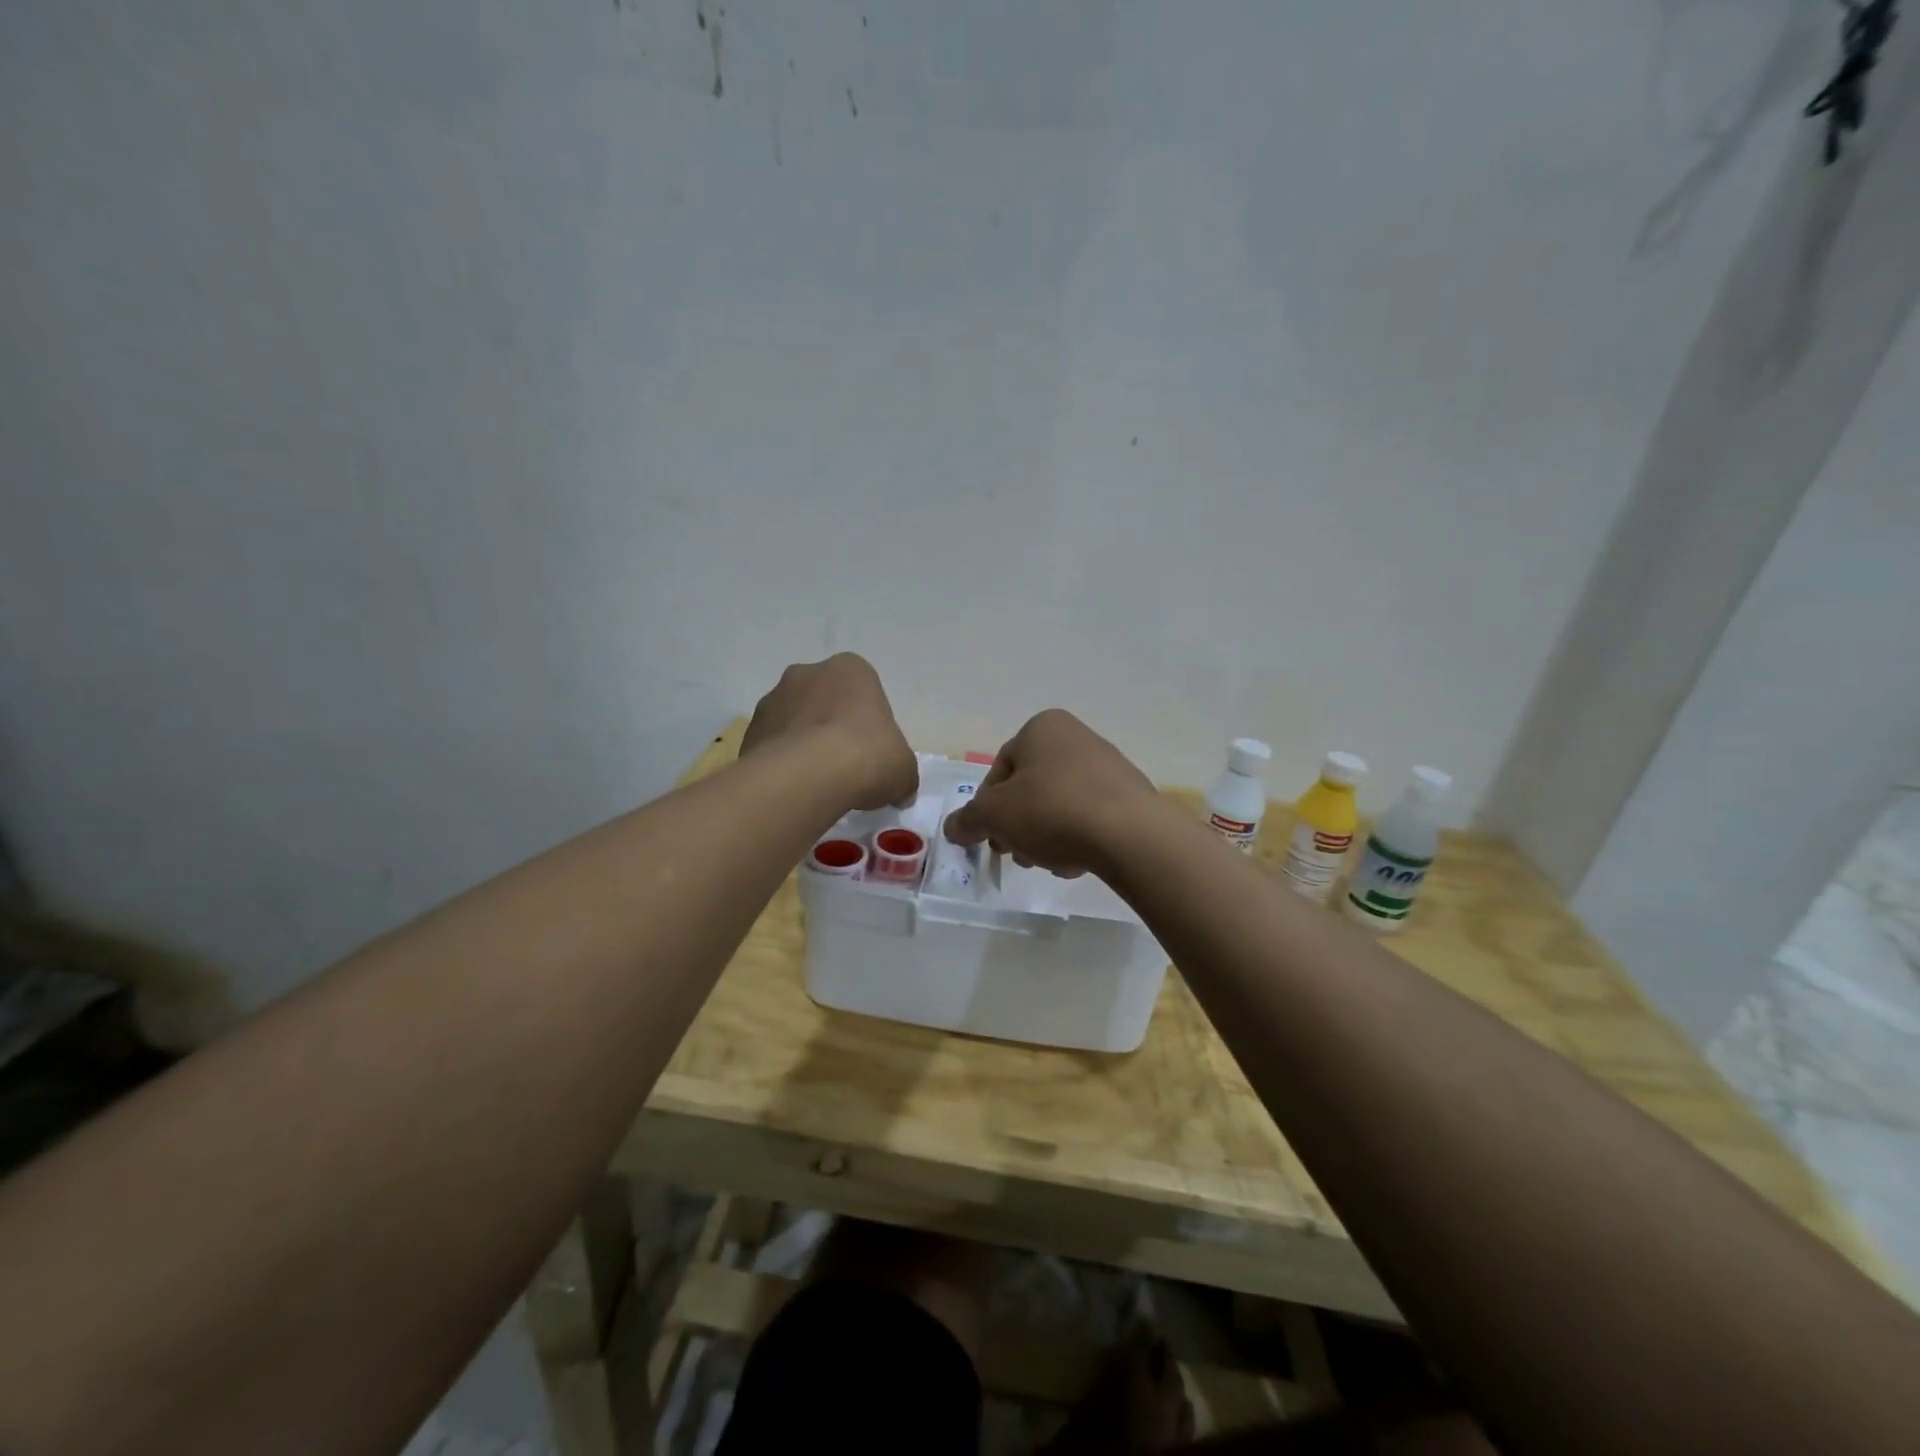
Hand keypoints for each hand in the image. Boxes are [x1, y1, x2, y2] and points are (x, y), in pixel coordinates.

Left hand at [741, 654, 917, 810]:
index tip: (871, 752)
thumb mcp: (904, 770)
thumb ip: (903, 775)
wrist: (807, 777)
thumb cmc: (867, 756)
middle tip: (844, 765)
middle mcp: (807, 673)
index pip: (863, 691)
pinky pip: (772, 745)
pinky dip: (782, 763)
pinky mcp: (749, 730)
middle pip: (824, 700)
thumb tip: (902, 792)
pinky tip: (795, 789)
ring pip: (794, 721)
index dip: (868, 722)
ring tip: (817, 783)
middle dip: (831, 726)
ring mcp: (773, 699)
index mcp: (850, 669)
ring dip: (803, 743)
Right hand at [943, 709, 1162, 876]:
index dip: (987, 807)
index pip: (1000, 768)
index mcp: (1042, 728)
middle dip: (1018, 825)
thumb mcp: (994, 816)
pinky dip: (1077, 837)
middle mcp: (1076, 737)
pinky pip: (1089, 816)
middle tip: (1015, 854)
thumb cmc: (1052, 810)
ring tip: (1049, 863)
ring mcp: (1108, 766)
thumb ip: (968, 820)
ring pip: (1058, 805)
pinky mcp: (1130, 796)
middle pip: (1030, 788)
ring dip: (1045, 836)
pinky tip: (1077, 862)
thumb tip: (953, 828)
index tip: (989, 838)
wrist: (1130, 833)